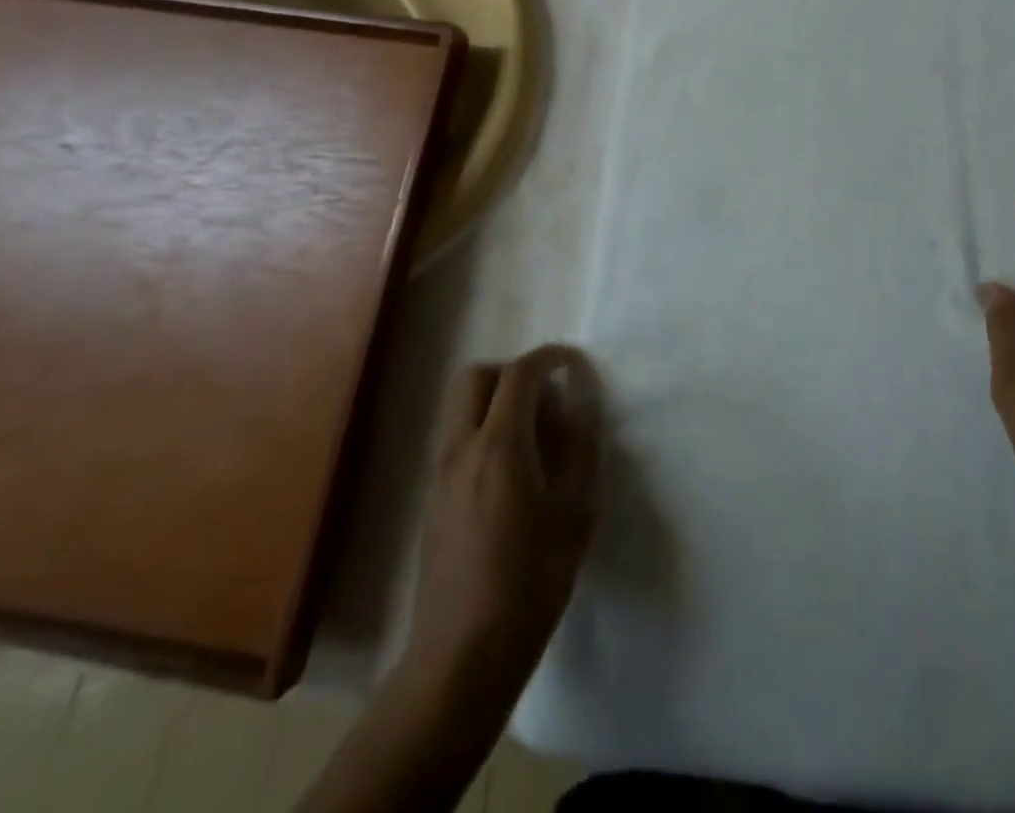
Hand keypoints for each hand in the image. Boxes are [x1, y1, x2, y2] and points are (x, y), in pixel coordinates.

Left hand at [404, 345, 602, 701]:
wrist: (463, 655)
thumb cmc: (530, 583)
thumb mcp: (574, 514)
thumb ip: (580, 449)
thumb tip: (581, 405)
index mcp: (499, 446)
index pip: (519, 374)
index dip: (549, 358)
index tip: (575, 363)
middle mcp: (462, 448)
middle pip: (477, 376)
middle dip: (514, 372)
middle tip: (549, 395)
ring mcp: (441, 473)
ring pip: (462, 406)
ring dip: (497, 399)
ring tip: (537, 434)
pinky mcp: (434, 497)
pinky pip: (459, 437)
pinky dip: (485, 428)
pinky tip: (515, 471)